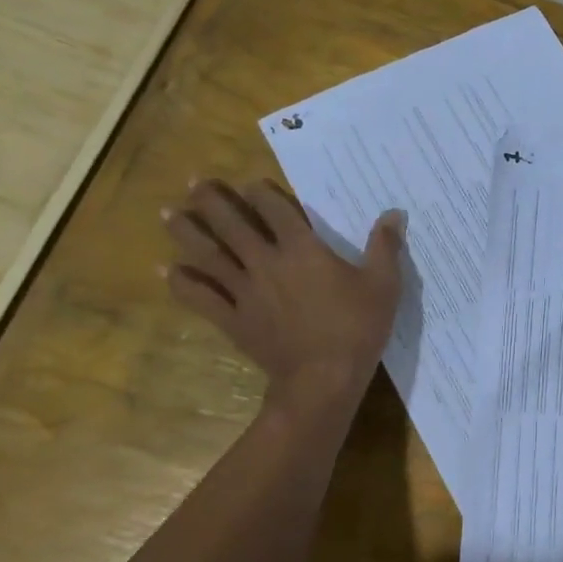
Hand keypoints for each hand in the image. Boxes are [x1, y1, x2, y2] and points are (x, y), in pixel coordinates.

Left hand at [162, 179, 404, 397]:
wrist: (322, 380)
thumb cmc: (356, 328)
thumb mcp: (384, 285)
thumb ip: (385, 246)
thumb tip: (394, 213)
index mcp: (302, 249)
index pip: (274, 208)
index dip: (261, 191)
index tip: (251, 183)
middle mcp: (266, 262)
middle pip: (231, 223)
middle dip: (211, 199)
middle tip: (193, 181)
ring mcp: (244, 291)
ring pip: (207, 254)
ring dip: (186, 232)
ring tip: (168, 213)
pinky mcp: (233, 319)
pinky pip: (201, 297)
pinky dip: (182, 283)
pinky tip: (167, 271)